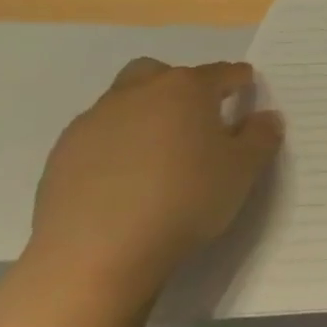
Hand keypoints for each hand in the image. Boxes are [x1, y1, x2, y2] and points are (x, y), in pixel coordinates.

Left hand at [27, 59, 282, 299]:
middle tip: (195, 118)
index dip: (238, 79)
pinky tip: (124, 180)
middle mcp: (138, 93)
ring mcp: (93, 122)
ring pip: (124, 102)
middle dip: (179, 87)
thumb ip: (261, 137)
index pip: (221, 73)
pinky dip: (115, 147)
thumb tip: (264, 117)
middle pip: (160, 73)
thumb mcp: (243, 170)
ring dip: (144, 116)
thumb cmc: (185, 200)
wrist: (96, 254)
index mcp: (186, 89)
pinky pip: (97, 137)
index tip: (247, 88)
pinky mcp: (61, 155)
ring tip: (158, 154)